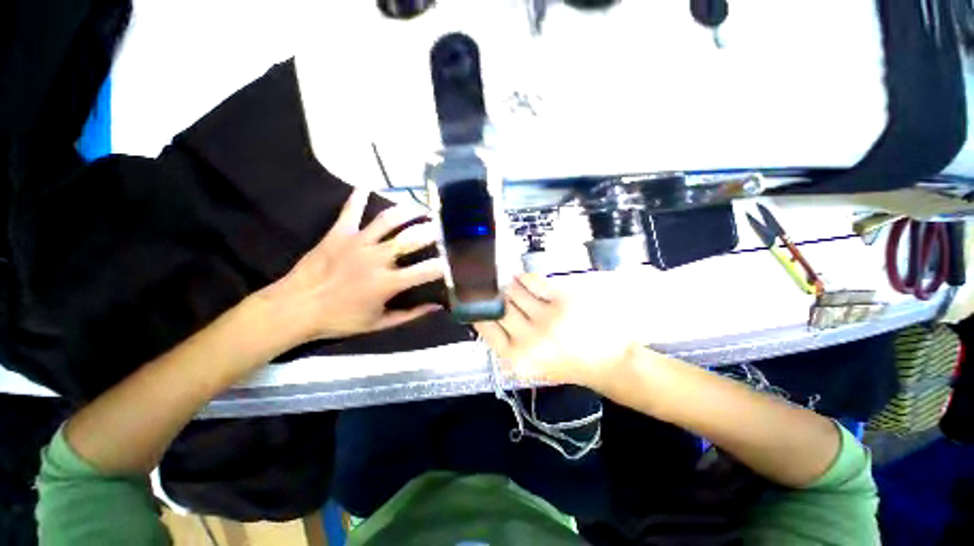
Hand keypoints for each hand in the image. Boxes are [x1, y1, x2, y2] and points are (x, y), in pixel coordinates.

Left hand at [259, 189, 443, 342]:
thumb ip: (410, 314)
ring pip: (388, 220)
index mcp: (388, 282)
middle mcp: (377, 258)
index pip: (426, 270)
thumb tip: (436, 307)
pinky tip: (366, 185)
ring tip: (421, 208)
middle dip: (432, 231)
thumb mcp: (379, 323)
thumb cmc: (339, 319)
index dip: (444, 264)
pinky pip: (350, 211)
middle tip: (443, 226)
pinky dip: (358, 197)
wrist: (295, 308)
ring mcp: (357, 242)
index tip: (454, 259)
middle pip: (411, 238)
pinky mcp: (338, 234)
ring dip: (408, 211)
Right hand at [474, 274, 634, 390]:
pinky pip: (533, 281)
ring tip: (513, 287)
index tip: (479, 302)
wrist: (608, 363)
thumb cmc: (566, 365)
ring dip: (510, 287)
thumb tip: (488, 314)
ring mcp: (546, 318)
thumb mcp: (530, 365)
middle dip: (496, 297)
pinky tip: (523, 279)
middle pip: (499, 306)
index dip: (480, 311)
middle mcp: (528, 339)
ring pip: (514, 292)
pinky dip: (524, 278)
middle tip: (497, 292)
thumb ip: (507, 344)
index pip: (486, 327)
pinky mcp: (562, 300)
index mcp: (517, 359)